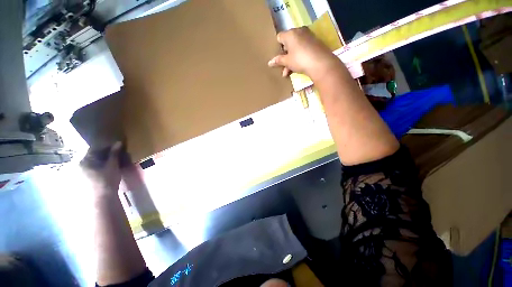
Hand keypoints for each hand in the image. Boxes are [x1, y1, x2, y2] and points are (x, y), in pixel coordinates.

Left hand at [80, 142, 122, 196]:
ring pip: (92, 162)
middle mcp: (80, 165)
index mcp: (84, 160)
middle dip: (103, 154)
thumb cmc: (107, 180)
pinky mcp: (85, 179)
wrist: (103, 198)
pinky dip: (99, 166)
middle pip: (92, 155)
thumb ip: (114, 154)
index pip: (94, 148)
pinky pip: (92, 168)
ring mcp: (81, 173)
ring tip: (112, 161)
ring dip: (102, 160)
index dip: (105, 146)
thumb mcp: (112, 166)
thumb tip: (118, 142)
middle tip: (115, 154)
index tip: (115, 147)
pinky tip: (107, 169)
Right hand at [268, 27, 338, 78]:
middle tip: (282, 67)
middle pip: (288, 43)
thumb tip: (269, 63)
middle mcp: (299, 31)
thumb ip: (278, 61)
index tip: (278, 57)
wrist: (320, 63)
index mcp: (290, 34)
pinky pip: (303, 48)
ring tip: (287, 72)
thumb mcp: (287, 61)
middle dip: (284, 56)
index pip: (279, 37)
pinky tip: (296, 68)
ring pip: (295, 48)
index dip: (277, 47)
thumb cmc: (299, 60)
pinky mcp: (314, 42)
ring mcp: (308, 36)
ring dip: (290, 60)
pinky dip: (298, 57)